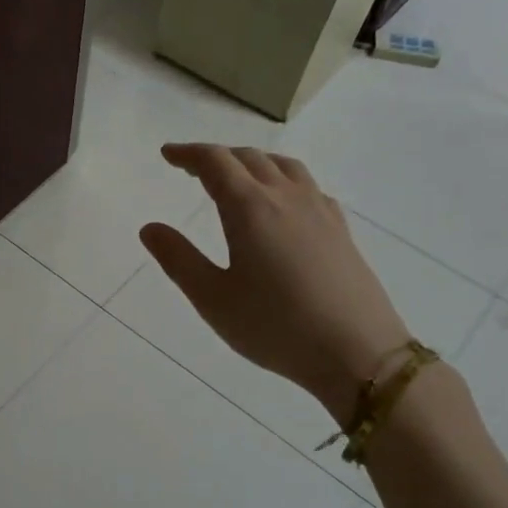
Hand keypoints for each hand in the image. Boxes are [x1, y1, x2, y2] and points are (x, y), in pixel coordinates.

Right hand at [140, 145, 411, 416]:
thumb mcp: (213, 298)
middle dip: (217, 156)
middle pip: (249, 158)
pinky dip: (283, 180)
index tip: (167, 154)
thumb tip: (150, 228)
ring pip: (283, 166)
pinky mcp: (340, 230)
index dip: (188, 154)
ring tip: (237, 176)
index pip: (215, 163)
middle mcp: (286, 197)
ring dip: (253, 162)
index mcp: (250, 209)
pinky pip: (308, 186)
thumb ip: (178, 259)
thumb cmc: (275, 327)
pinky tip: (282, 204)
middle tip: (192, 168)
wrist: (358, 352)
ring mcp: (319, 211)